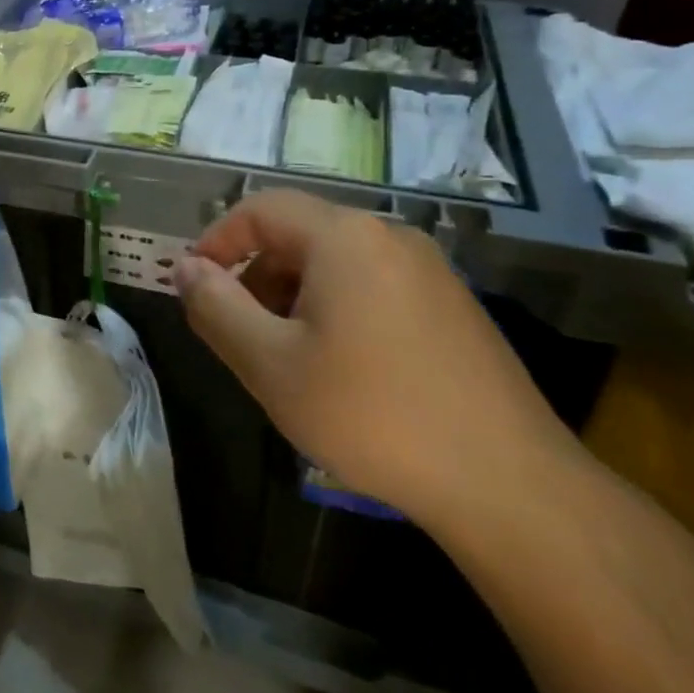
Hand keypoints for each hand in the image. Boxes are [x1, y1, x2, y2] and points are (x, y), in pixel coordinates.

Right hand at [173, 191, 573, 528]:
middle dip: (255, 274)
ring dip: (292, 296)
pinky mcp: (452, 308)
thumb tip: (185, 268)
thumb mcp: (270, 363)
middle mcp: (390, 238)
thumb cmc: (371, 414)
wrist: (508, 484)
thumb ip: (216, 306)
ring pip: (335, 264)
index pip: (260, 208)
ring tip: (283, 357)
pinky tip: (339, 370)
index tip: (193, 285)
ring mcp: (429, 272)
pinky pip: (372, 287)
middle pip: (299, 234)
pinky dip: (334, 310)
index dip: (217, 240)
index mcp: (345, 237)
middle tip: (237, 331)